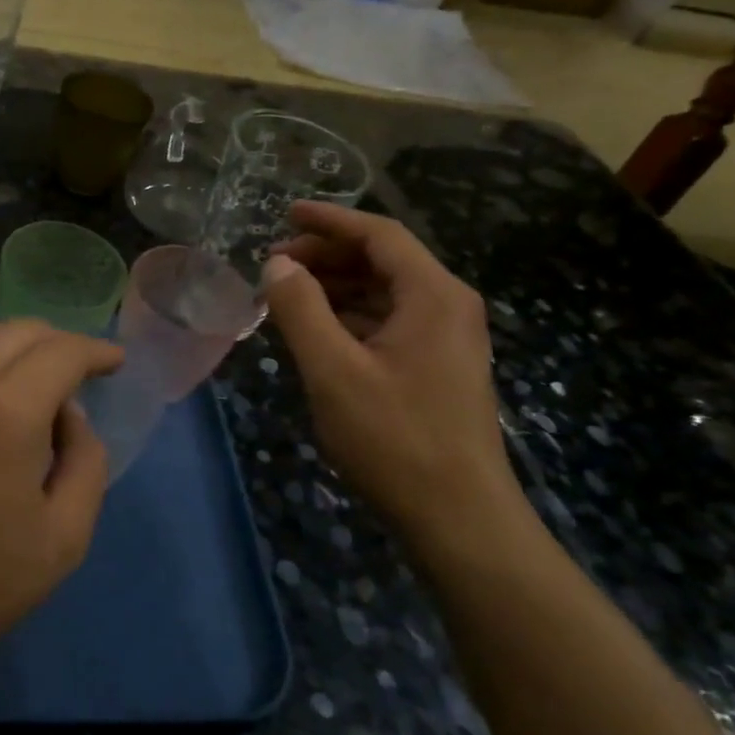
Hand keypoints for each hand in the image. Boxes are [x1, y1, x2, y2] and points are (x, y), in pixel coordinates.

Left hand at [0, 319, 122, 692]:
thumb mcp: (62, 541)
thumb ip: (87, 462)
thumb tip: (71, 413)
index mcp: (6, 413)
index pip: (64, 352)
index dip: (96, 351)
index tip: (113, 362)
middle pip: (21, 331)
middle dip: (59, 343)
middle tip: (75, 373)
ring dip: (9, 343)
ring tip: (22, 377)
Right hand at [262, 202, 521, 544]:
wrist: (459, 520)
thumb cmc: (395, 438)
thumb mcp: (333, 370)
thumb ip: (301, 310)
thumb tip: (277, 266)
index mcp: (433, 295)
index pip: (380, 235)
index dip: (330, 220)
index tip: (285, 214)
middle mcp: (448, 307)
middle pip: (384, 260)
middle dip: (328, 255)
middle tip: (275, 264)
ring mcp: (448, 340)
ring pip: (386, 293)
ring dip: (337, 286)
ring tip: (287, 295)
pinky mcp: (439, 368)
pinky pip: (390, 323)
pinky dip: (351, 316)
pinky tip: (317, 331)